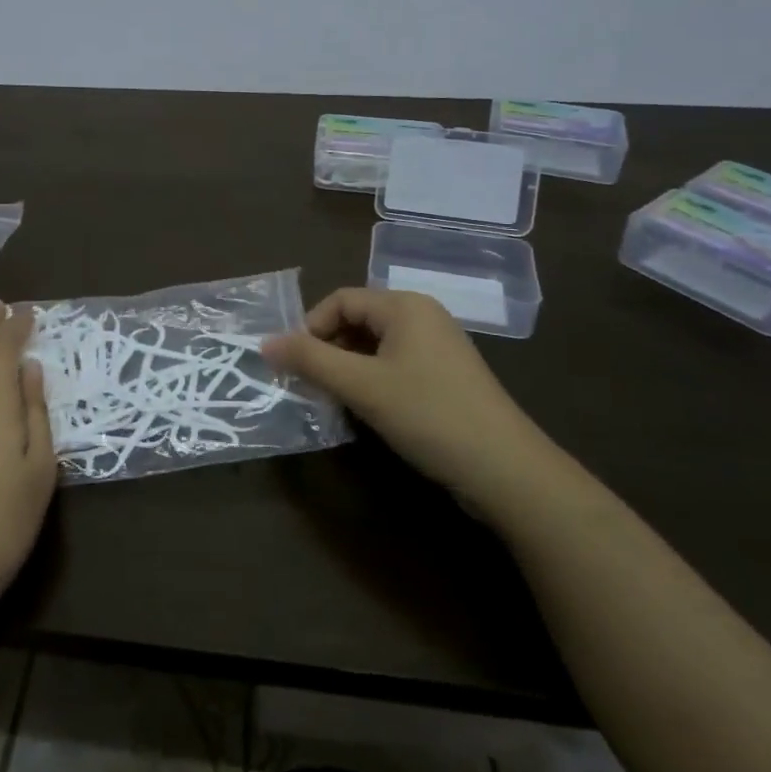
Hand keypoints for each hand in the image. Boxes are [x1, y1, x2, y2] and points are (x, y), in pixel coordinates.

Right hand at [263, 288, 564, 515]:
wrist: (506, 471)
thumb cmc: (428, 415)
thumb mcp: (361, 386)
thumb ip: (310, 361)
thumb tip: (264, 343)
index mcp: (404, 306)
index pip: (340, 300)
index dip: (311, 328)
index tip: (294, 365)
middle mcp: (422, 316)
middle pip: (357, 320)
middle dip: (328, 350)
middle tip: (311, 386)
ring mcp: (438, 347)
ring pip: (374, 346)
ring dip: (348, 369)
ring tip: (335, 401)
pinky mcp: (446, 377)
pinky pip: (395, 366)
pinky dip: (372, 381)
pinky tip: (368, 412)